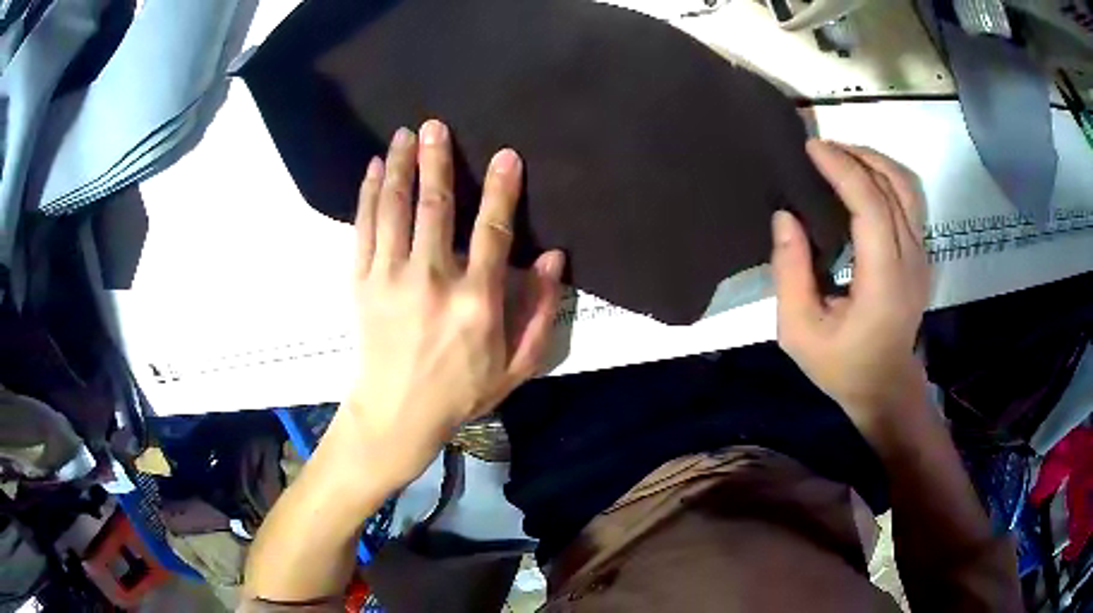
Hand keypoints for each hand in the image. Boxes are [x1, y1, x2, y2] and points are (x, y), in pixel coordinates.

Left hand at [330, 120, 564, 489]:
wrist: (397, 413)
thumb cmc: (461, 391)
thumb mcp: (517, 365)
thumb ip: (541, 312)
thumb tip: (555, 258)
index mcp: (476, 300)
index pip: (493, 230)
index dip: (502, 189)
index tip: (505, 154)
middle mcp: (432, 280)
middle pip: (435, 206)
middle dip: (435, 160)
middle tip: (433, 125)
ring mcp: (390, 279)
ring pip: (395, 209)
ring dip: (398, 167)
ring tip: (401, 136)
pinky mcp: (362, 283)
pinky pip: (364, 229)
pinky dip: (367, 196)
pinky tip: (372, 170)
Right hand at [772, 140, 929, 438]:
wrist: (886, 389)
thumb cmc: (841, 366)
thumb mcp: (799, 331)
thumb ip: (790, 273)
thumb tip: (785, 216)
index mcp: (884, 281)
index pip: (872, 206)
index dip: (843, 170)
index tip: (812, 148)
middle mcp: (911, 261)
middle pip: (894, 188)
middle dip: (858, 157)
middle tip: (822, 148)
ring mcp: (921, 257)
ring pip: (908, 190)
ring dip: (875, 163)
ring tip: (841, 156)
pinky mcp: (921, 256)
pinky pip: (909, 203)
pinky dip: (885, 180)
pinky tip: (862, 180)